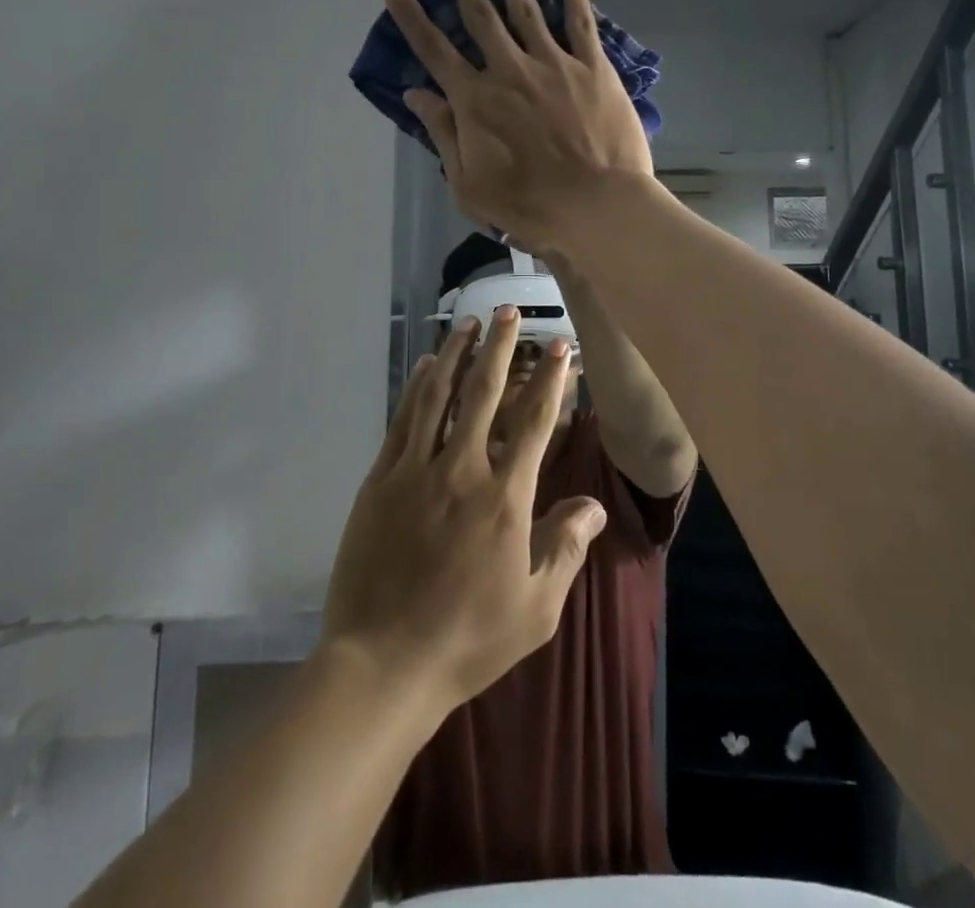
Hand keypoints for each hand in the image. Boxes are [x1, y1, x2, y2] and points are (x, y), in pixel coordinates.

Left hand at [320, 307, 607, 712]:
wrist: (383, 664)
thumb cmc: (468, 638)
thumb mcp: (536, 607)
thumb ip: (566, 547)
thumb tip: (594, 504)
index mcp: (505, 498)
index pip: (534, 422)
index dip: (550, 379)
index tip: (559, 345)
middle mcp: (461, 471)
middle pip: (484, 393)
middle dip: (500, 347)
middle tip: (508, 310)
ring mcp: (415, 471)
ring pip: (438, 396)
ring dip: (455, 355)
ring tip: (468, 323)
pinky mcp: (380, 481)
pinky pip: (402, 421)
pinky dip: (415, 388)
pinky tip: (423, 366)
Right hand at [386, 0, 653, 250]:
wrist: (596, 206)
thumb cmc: (529, 205)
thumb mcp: (469, 184)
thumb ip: (443, 134)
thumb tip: (416, 93)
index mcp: (476, 100)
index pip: (435, 51)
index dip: (412, 19)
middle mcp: (510, 71)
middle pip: (481, 17)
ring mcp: (554, 64)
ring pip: (527, 8)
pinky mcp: (593, 68)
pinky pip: (581, 22)